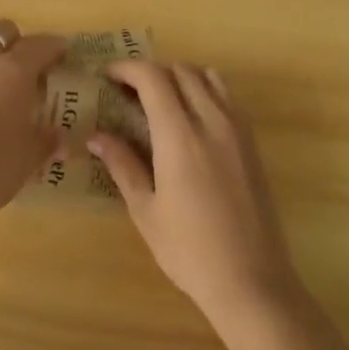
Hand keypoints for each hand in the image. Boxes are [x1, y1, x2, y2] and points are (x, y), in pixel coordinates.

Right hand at [89, 61, 304, 330]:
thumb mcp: (146, 211)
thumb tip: (96, 136)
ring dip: (180, 77)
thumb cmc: (189, 251)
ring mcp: (237, 128)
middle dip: (151, 72)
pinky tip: (191, 120)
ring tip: (160, 101)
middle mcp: (211, 120)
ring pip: (207, 76)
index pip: (153, 77)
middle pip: (180, 70)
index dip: (127, 69)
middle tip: (129, 92)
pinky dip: (204, 90)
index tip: (108, 76)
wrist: (252, 280)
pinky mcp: (252, 141)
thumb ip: (122, 165)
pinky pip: (227, 96)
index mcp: (180, 135)